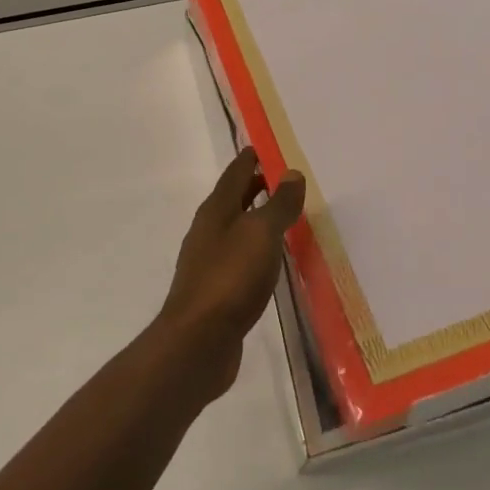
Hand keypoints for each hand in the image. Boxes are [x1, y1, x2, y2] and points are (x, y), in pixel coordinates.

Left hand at [154, 148, 305, 400]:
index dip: (250, 160)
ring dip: (255, 219)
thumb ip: (278, 204)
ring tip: (282, 217)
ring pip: (235, 230)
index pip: (235, 174)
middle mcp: (208, 232)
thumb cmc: (230, 278)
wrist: (198, 342)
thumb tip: (292, 173)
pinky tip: (270, 261)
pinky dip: (255, 250)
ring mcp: (209, 262)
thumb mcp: (261, 234)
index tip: (264, 148)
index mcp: (216, 211)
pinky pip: (239, 258)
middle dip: (254, 187)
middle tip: (281, 179)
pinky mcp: (216, 291)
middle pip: (232, 200)